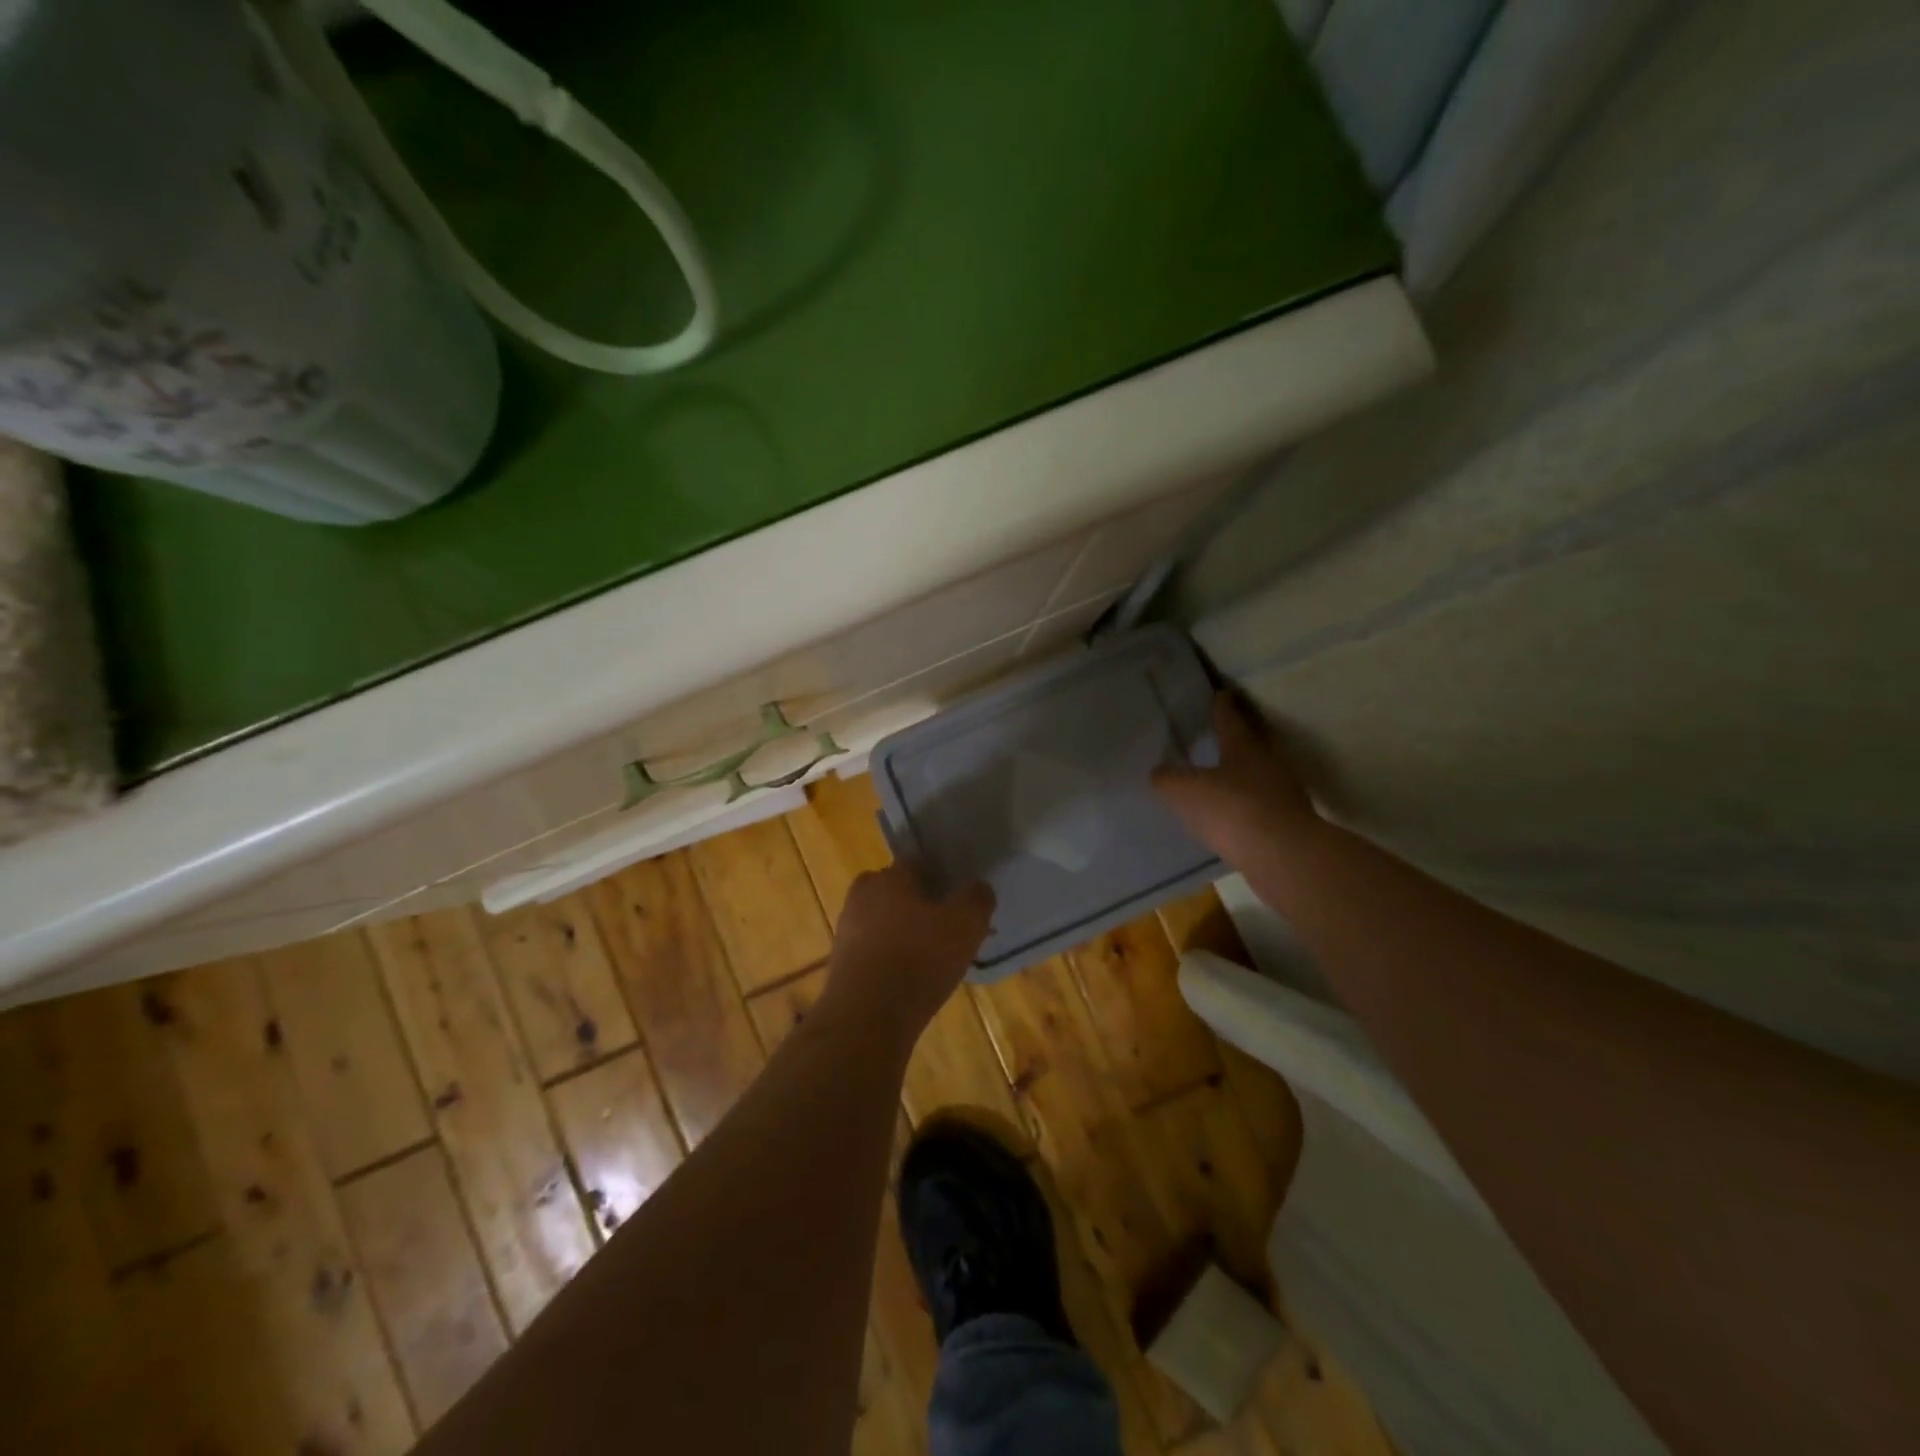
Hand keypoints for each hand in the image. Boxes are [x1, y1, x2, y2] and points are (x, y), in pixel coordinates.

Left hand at [826, 862, 994, 1035]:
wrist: (866, 1016)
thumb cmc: (919, 960)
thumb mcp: (966, 925)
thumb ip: (976, 898)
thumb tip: (978, 887)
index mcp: (891, 876)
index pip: (917, 863)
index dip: (939, 878)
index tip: (956, 898)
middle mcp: (863, 894)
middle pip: (895, 891)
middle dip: (917, 904)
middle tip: (943, 927)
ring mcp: (846, 929)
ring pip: (882, 920)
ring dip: (901, 932)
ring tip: (928, 957)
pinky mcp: (840, 962)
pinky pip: (872, 950)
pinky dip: (888, 958)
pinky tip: (907, 979)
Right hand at [1152, 692, 1319, 860]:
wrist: (1283, 855)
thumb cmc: (1232, 808)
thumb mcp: (1185, 791)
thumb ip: (1168, 779)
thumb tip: (1158, 772)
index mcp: (1243, 745)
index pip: (1229, 716)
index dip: (1221, 705)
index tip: (1219, 693)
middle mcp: (1268, 761)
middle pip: (1249, 744)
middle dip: (1233, 741)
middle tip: (1213, 738)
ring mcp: (1283, 792)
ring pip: (1258, 774)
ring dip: (1240, 776)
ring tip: (1218, 781)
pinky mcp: (1288, 821)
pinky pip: (1261, 805)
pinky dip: (1246, 806)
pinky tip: (1230, 818)